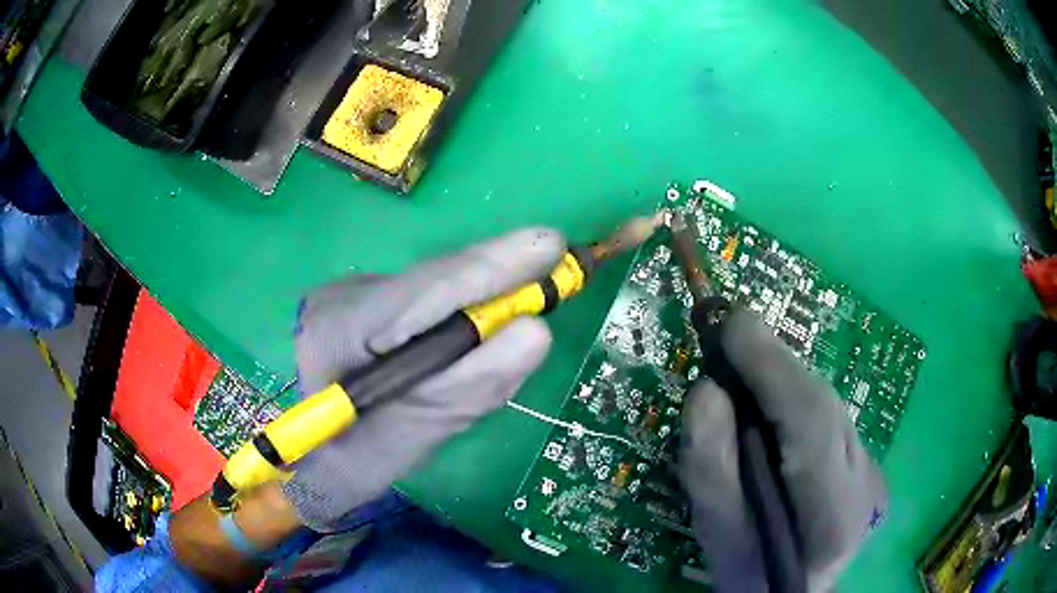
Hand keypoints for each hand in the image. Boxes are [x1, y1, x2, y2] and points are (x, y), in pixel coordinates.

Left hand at [282, 228, 564, 530]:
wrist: (316, 456)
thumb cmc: (355, 462)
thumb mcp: (413, 438)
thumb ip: (471, 387)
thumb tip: (536, 332)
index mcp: (337, 332)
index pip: (420, 292)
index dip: (489, 268)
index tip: (551, 248)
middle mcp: (343, 298)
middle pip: (431, 279)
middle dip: (497, 273)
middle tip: (559, 263)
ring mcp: (354, 295)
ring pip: (433, 287)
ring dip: (485, 293)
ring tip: (532, 296)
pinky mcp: (371, 303)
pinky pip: (430, 299)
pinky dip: (468, 309)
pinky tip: (486, 324)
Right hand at [678, 310, 885, 591]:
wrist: (796, 592)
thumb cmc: (752, 580)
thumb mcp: (720, 541)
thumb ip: (712, 472)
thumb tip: (706, 390)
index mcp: (832, 520)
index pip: (811, 424)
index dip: (771, 368)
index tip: (730, 323)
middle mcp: (868, 486)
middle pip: (825, 406)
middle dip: (775, 366)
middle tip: (728, 338)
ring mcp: (875, 472)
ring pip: (829, 406)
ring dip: (784, 382)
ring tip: (743, 367)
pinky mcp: (871, 463)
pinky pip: (829, 418)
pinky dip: (795, 402)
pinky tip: (770, 405)